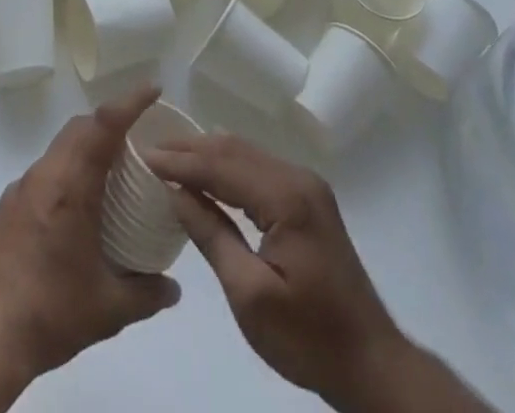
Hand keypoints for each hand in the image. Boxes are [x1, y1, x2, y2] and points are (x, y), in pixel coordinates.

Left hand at [0, 84, 181, 386]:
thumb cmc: (48, 315)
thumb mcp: (107, 310)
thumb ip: (146, 293)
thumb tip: (174, 287)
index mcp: (70, 187)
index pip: (103, 125)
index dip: (130, 102)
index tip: (153, 89)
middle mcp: (44, 176)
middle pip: (80, 128)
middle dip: (110, 122)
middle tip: (138, 139)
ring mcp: (20, 189)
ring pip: (59, 149)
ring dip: (86, 148)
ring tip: (110, 174)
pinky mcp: (5, 207)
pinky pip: (43, 173)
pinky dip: (65, 173)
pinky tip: (75, 210)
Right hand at [145, 134, 448, 412]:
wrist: (371, 364)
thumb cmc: (308, 338)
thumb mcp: (250, 296)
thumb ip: (212, 237)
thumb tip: (176, 193)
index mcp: (286, 197)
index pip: (222, 166)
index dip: (181, 161)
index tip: (144, 156)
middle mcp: (298, 178)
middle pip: (234, 150)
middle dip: (190, 149)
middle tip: (151, 151)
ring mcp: (306, 185)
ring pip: (246, 154)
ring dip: (208, 154)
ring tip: (170, 158)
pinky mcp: (307, 199)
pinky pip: (258, 169)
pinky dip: (227, 167)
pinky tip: (207, 174)